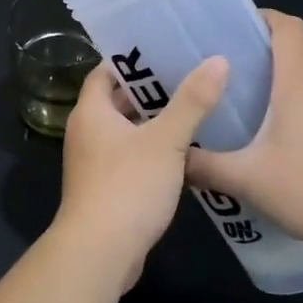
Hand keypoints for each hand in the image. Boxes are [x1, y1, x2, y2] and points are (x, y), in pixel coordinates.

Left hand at [54, 56, 228, 288]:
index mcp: (91, 112)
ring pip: (123, 132)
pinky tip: (182, 153)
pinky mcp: (104, 189)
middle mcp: (85, 133)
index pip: (104, 72)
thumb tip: (218, 61)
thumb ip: (192, 102)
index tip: (162, 50)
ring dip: (151, 123)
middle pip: (115, 101)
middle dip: (147, 91)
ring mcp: (92, 163)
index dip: (130, 60)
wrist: (100, 252)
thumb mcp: (166, 140)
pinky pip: (127, 158)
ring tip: (191, 110)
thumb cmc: (128, 186)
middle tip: (186, 77)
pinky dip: (149, 151)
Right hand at [185, 10, 302, 257]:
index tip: (234, 26)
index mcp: (299, 81)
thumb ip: (205, 166)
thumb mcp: (247, 179)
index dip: (263, 17)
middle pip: (301, 48)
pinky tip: (283, 138)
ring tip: (253, 101)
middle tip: (234, 67)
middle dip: (269, 49)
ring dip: (289, 78)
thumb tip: (173, 159)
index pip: (287, 26)